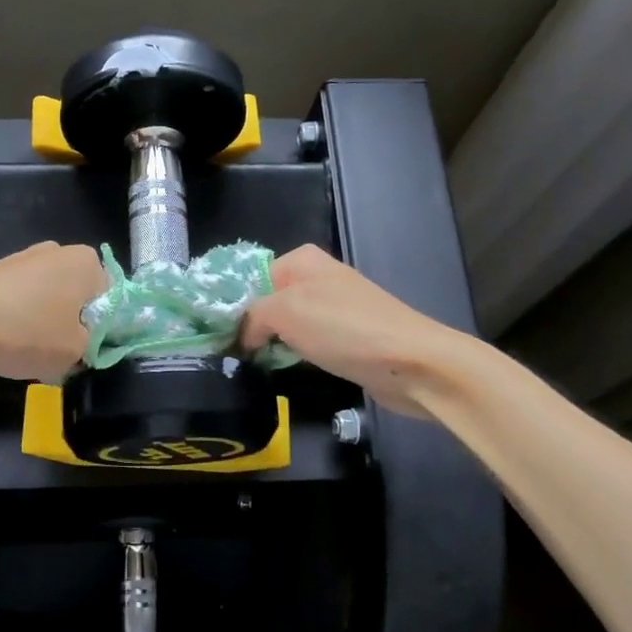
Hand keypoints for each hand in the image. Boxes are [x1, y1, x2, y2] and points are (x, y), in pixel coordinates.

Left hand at [0, 242, 106, 381]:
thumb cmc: (26, 331)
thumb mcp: (75, 351)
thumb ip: (93, 346)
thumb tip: (85, 343)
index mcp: (87, 262)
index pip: (113, 298)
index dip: (105, 330)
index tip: (89, 353)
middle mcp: (58, 251)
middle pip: (79, 296)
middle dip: (74, 324)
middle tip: (62, 355)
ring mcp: (23, 258)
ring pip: (48, 300)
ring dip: (45, 324)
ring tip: (28, 352)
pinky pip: (20, 301)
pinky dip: (18, 320)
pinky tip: (4, 343)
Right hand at [240, 245, 450, 415]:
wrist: (412, 363)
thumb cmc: (344, 329)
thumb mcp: (285, 312)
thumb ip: (253, 316)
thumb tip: (244, 336)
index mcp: (303, 260)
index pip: (252, 278)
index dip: (235, 307)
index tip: (219, 337)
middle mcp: (319, 278)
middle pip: (269, 302)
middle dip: (253, 327)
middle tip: (233, 355)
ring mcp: (336, 309)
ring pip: (289, 325)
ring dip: (274, 344)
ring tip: (255, 366)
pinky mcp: (349, 337)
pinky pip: (310, 343)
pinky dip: (298, 355)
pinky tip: (289, 370)